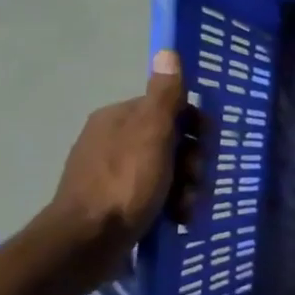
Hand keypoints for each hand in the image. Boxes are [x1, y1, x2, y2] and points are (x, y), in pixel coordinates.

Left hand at [46, 51, 201, 270]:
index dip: (195, 127)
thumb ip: (164, 96)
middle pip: (173, 143)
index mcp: (119, 119)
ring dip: (187, 189)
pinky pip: (156, 196)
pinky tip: (177, 220)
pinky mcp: (117, 203)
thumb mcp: (151, 135)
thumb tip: (168, 52)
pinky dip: (171, 206)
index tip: (207, 146)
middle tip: (195, 182)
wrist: (87, 243)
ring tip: (186, 208)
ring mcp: (114, 174)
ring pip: (168, 172)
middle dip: (192, 164)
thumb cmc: (124, 185)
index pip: (170, 109)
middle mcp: (114, 141)